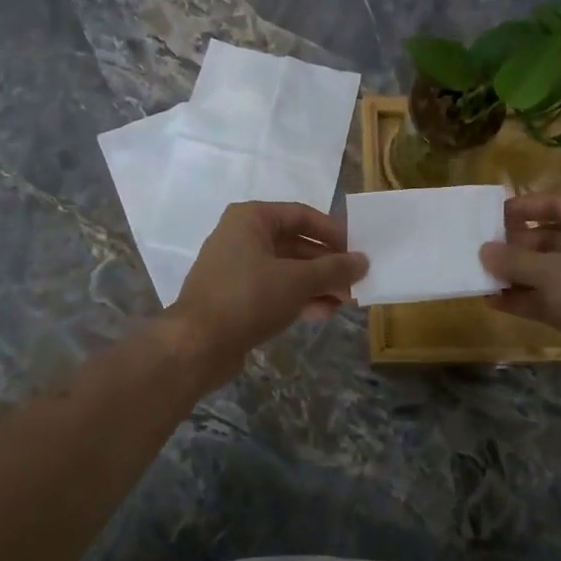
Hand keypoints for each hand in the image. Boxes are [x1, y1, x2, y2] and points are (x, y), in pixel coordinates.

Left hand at [166, 202, 367, 388]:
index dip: (333, 232)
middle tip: (355, 282)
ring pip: (286, 270)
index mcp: (251, 219)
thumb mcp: (298, 280)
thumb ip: (334, 269)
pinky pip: (274, 291)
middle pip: (295, 244)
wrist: (197, 344)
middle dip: (327, 265)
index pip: (302, 215)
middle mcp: (241, 237)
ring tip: (345, 302)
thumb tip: (363, 262)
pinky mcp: (235, 298)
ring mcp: (236, 269)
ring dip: (317, 284)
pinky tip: (323, 314)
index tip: (358, 251)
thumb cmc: (249, 298)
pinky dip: (298, 299)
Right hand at [480, 195, 560, 401]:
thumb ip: (515, 260)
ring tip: (478, 274)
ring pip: (544, 270)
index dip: (526, 207)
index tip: (493, 214)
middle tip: (479, 248)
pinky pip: (544, 297)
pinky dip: (521, 298)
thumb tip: (483, 250)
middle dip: (514, 244)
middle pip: (547, 238)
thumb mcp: (553, 274)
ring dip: (514, 273)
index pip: (557, 205)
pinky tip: (491, 301)